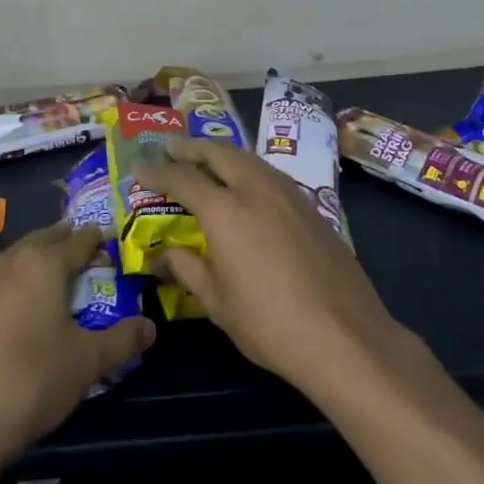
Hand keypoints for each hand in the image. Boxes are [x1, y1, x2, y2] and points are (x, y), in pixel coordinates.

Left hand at [0, 221, 153, 469]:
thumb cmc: (32, 379)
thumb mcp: (87, 362)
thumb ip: (121, 340)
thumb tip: (150, 327)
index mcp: (44, 263)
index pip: (79, 239)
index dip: (98, 238)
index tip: (113, 238)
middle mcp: (13, 261)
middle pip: (46, 238)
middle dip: (68, 239)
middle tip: (89, 248)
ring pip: (20, 254)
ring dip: (41, 255)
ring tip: (59, 268)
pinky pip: (3, 277)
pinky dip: (21, 276)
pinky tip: (26, 299)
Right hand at [133, 137, 407, 399]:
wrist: (345, 336)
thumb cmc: (270, 323)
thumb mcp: (217, 302)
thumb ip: (187, 268)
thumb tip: (163, 255)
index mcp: (225, 209)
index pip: (182, 177)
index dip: (157, 171)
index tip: (139, 167)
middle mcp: (255, 188)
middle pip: (218, 152)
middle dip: (190, 147)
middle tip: (171, 148)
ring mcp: (287, 193)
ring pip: (247, 157)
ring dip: (221, 153)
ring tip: (206, 159)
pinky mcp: (310, 205)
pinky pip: (269, 173)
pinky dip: (247, 168)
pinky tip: (246, 184)